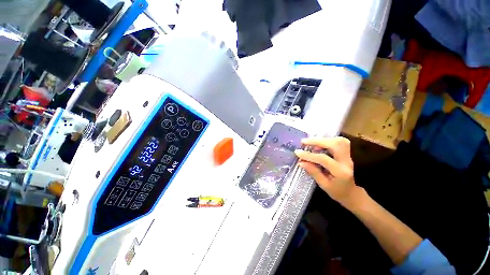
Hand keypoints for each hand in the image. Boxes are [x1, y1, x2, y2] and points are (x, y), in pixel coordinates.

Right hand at [294, 137, 360, 208]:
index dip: (309, 155)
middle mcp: (346, 162)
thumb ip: (313, 172)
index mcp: (340, 172)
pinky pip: (339, 142)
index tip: (297, 152)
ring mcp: (348, 156)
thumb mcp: (323, 185)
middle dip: (318, 141)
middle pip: (335, 144)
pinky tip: (318, 144)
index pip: (323, 159)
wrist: (351, 193)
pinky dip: (327, 140)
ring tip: (311, 143)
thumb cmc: (337, 192)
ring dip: (323, 139)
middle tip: (304, 142)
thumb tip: (301, 162)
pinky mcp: (346, 153)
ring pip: (338, 140)